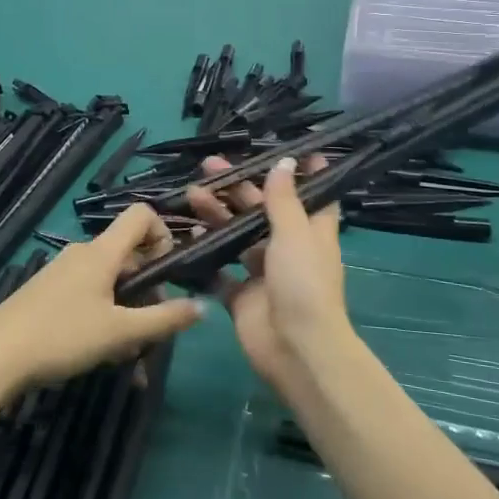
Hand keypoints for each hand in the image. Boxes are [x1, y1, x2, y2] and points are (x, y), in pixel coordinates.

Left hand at [0, 204, 202, 404]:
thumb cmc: (61, 336)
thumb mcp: (120, 333)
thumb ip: (163, 319)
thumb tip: (202, 306)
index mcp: (102, 252)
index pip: (141, 215)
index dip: (163, 233)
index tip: (168, 272)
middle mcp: (83, 253)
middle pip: (128, 254)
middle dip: (148, 287)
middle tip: (152, 329)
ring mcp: (62, 272)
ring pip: (109, 281)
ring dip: (127, 310)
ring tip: (128, 352)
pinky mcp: (47, 292)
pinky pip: (88, 294)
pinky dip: (104, 316)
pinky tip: (101, 352)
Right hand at [186, 155, 351, 396]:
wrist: (295, 348)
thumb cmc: (304, 284)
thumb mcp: (296, 234)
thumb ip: (284, 200)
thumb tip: (285, 162)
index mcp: (311, 232)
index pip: (311, 195)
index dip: (301, 174)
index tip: (285, 150)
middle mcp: (288, 248)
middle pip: (262, 210)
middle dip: (238, 187)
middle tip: (210, 166)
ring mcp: (263, 272)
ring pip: (236, 236)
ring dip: (216, 214)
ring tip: (192, 194)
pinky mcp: (240, 295)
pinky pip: (219, 270)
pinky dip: (204, 254)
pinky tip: (187, 235)